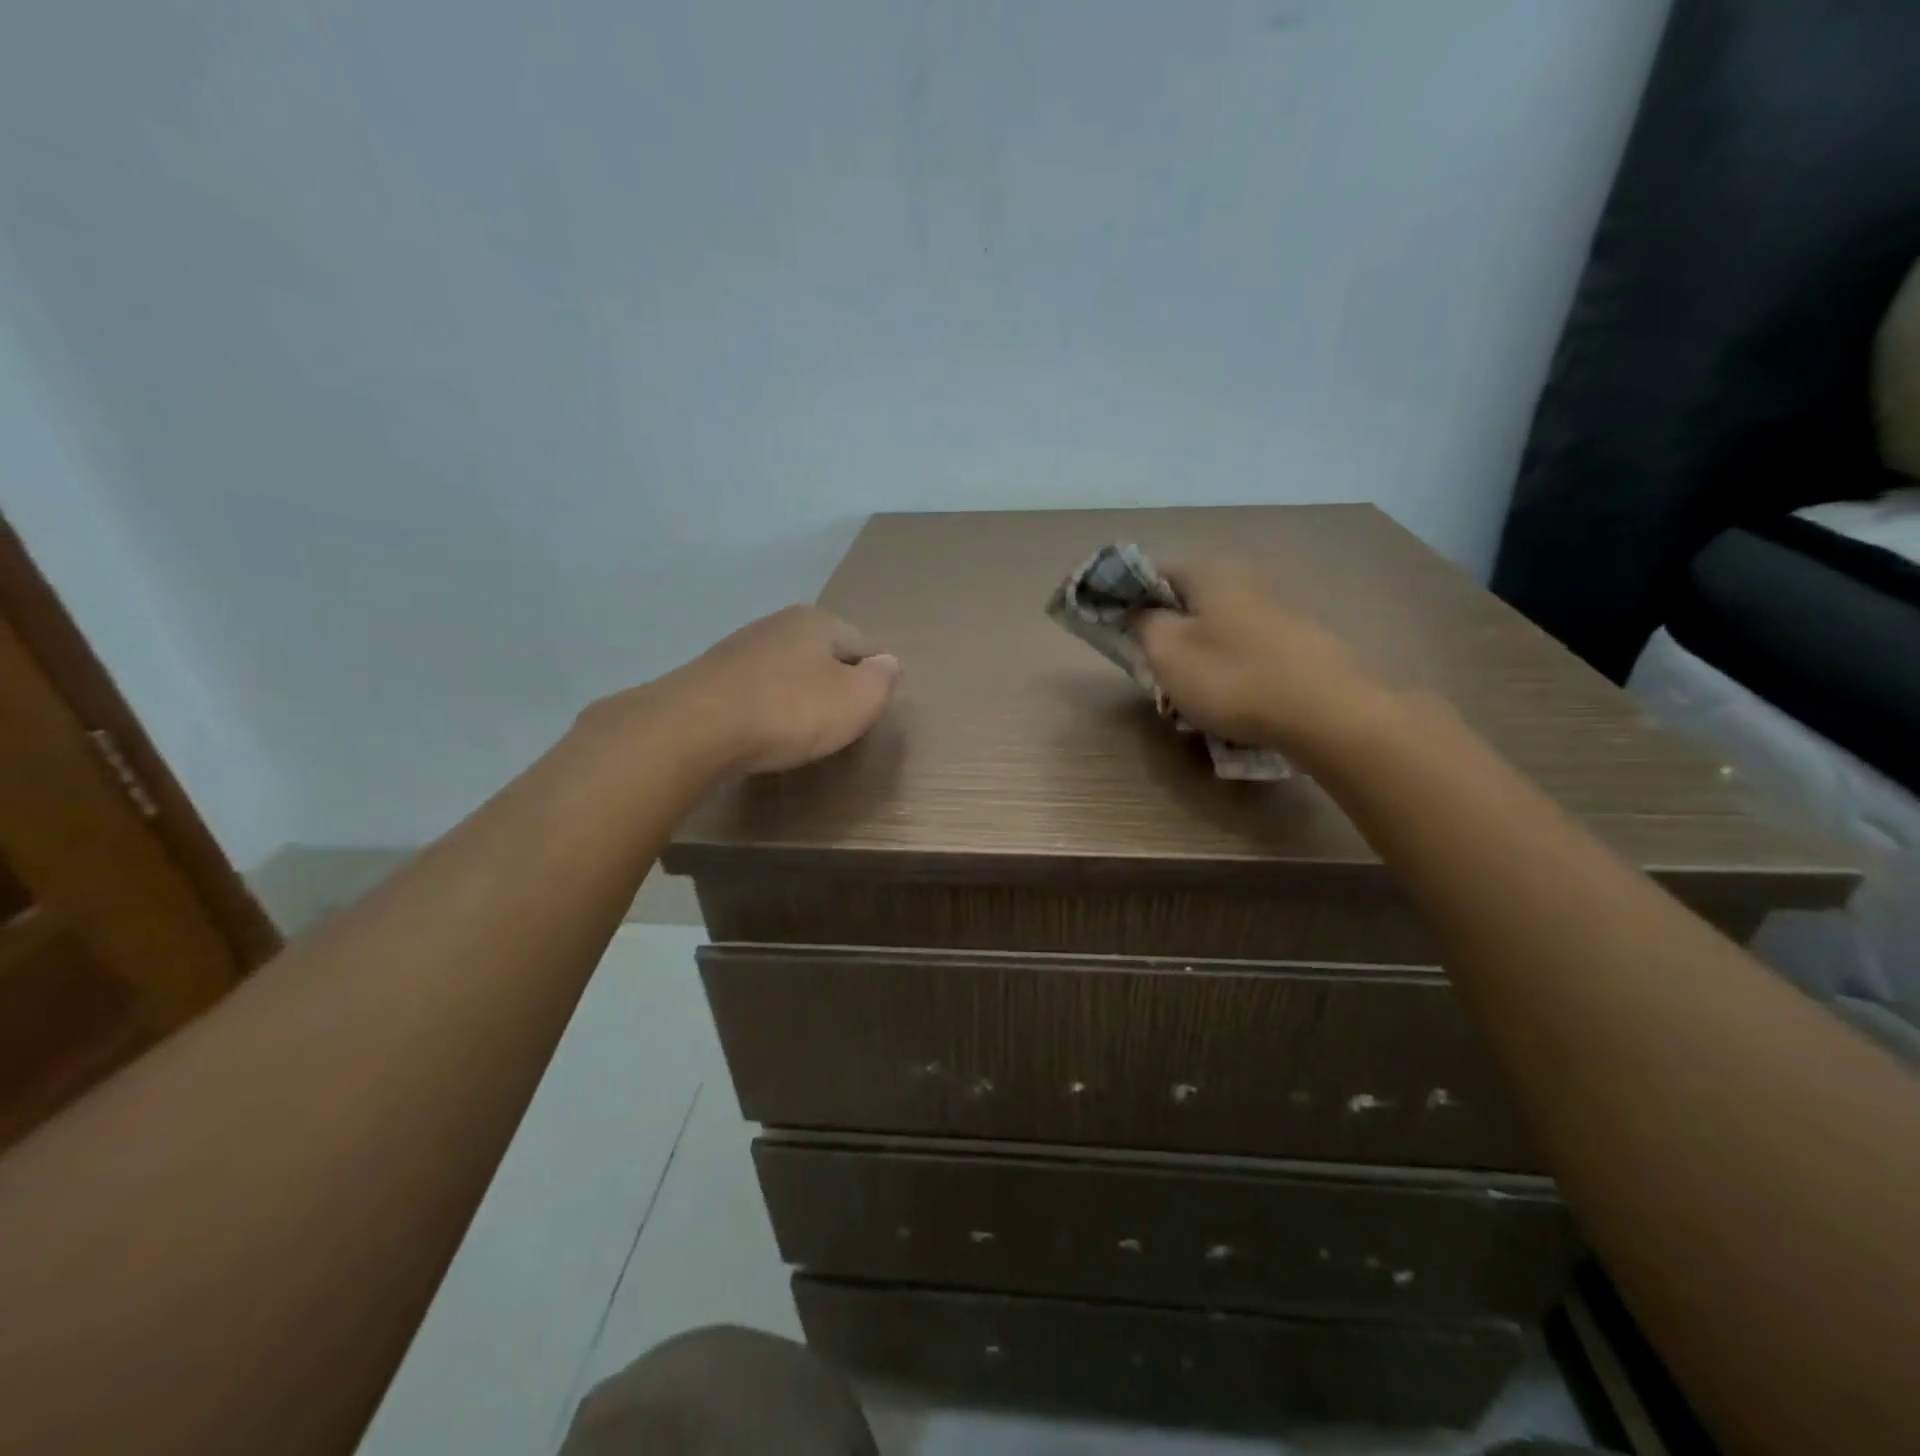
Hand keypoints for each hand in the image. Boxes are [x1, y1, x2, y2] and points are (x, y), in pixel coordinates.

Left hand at [588, 605, 900, 776]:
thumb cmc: (791, 711)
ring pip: (786, 670)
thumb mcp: (857, 700)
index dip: (876, 675)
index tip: (874, 707)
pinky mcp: (710, 677)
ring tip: (802, 728)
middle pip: (823, 653)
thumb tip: (888, 663)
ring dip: (798, 693)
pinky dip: (766, 706)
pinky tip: (764, 730)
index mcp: (819, 621)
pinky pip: (755, 690)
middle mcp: (778, 623)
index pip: (865, 643)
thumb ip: (881, 680)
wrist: (697, 728)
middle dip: (835, 681)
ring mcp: (740, 647)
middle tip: (841, 720)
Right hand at [1133, 560, 1381, 752]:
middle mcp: (1245, 578)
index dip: (1127, 595)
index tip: (1115, 626)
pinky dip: (1229, 662)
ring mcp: (1277, 607)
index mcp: (1209, 573)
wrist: (1327, 712)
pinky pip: (1246, 644)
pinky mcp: (1298, 638)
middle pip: (1188, 597)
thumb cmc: (1233, 677)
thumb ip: (1144, 624)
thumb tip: (1140, 610)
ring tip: (1188, 688)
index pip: (1152, 569)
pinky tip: (1230, 693)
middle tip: (1151, 664)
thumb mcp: (1168, 653)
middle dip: (1165, 627)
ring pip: (1218, 623)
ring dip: (1197, 649)